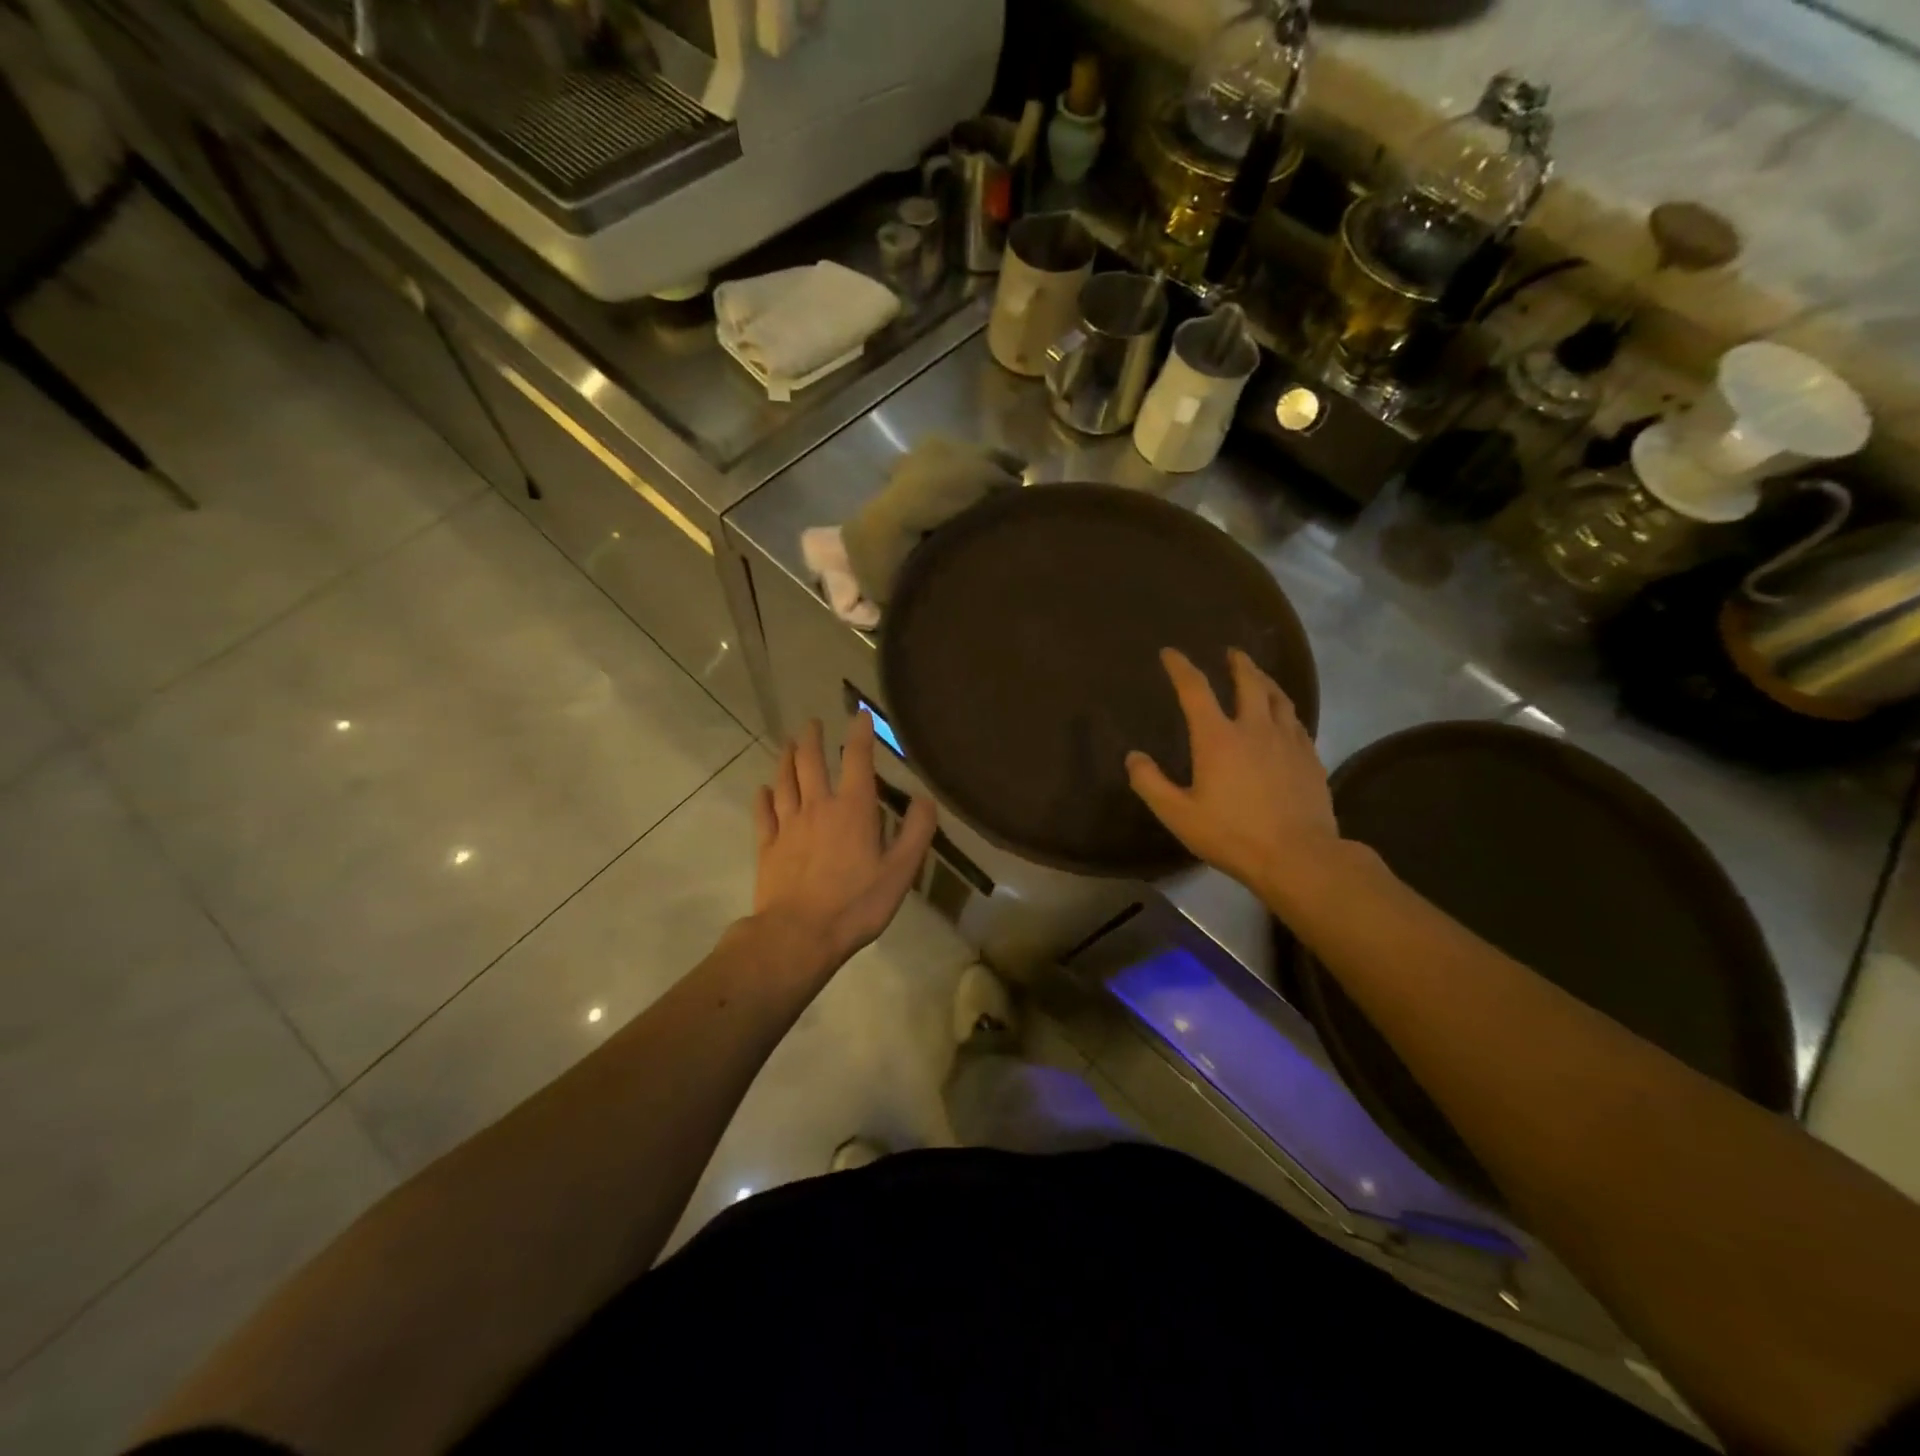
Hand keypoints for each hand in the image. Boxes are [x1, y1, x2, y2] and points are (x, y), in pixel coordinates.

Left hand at [752, 713, 937, 974]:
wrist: (799, 936)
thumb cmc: (856, 904)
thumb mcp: (900, 871)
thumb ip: (916, 832)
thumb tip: (924, 798)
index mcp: (853, 809)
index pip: (857, 760)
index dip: (859, 734)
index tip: (859, 714)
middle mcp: (818, 807)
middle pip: (811, 763)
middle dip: (813, 739)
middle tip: (812, 723)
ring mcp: (788, 826)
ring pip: (785, 782)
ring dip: (787, 759)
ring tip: (788, 743)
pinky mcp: (767, 847)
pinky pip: (764, 814)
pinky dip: (763, 798)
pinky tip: (763, 790)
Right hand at [1126, 647, 1340, 902]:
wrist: (1298, 856)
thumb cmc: (1232, 834)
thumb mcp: (1178, 814)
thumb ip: (1151, 783)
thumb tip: (1133, 757)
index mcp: (1218, 738)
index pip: (1196, 689)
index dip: (1181, 667)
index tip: (1170, 653)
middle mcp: (1255, 728)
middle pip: (1249, 682)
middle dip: (1238, 663)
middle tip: (1231, 652)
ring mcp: (1288, 740)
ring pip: (1278, 697)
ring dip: (1265, 680)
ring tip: (1258, 676)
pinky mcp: (1309, 757)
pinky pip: (1296, 721)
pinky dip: (1284, 709)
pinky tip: (1284, 718)